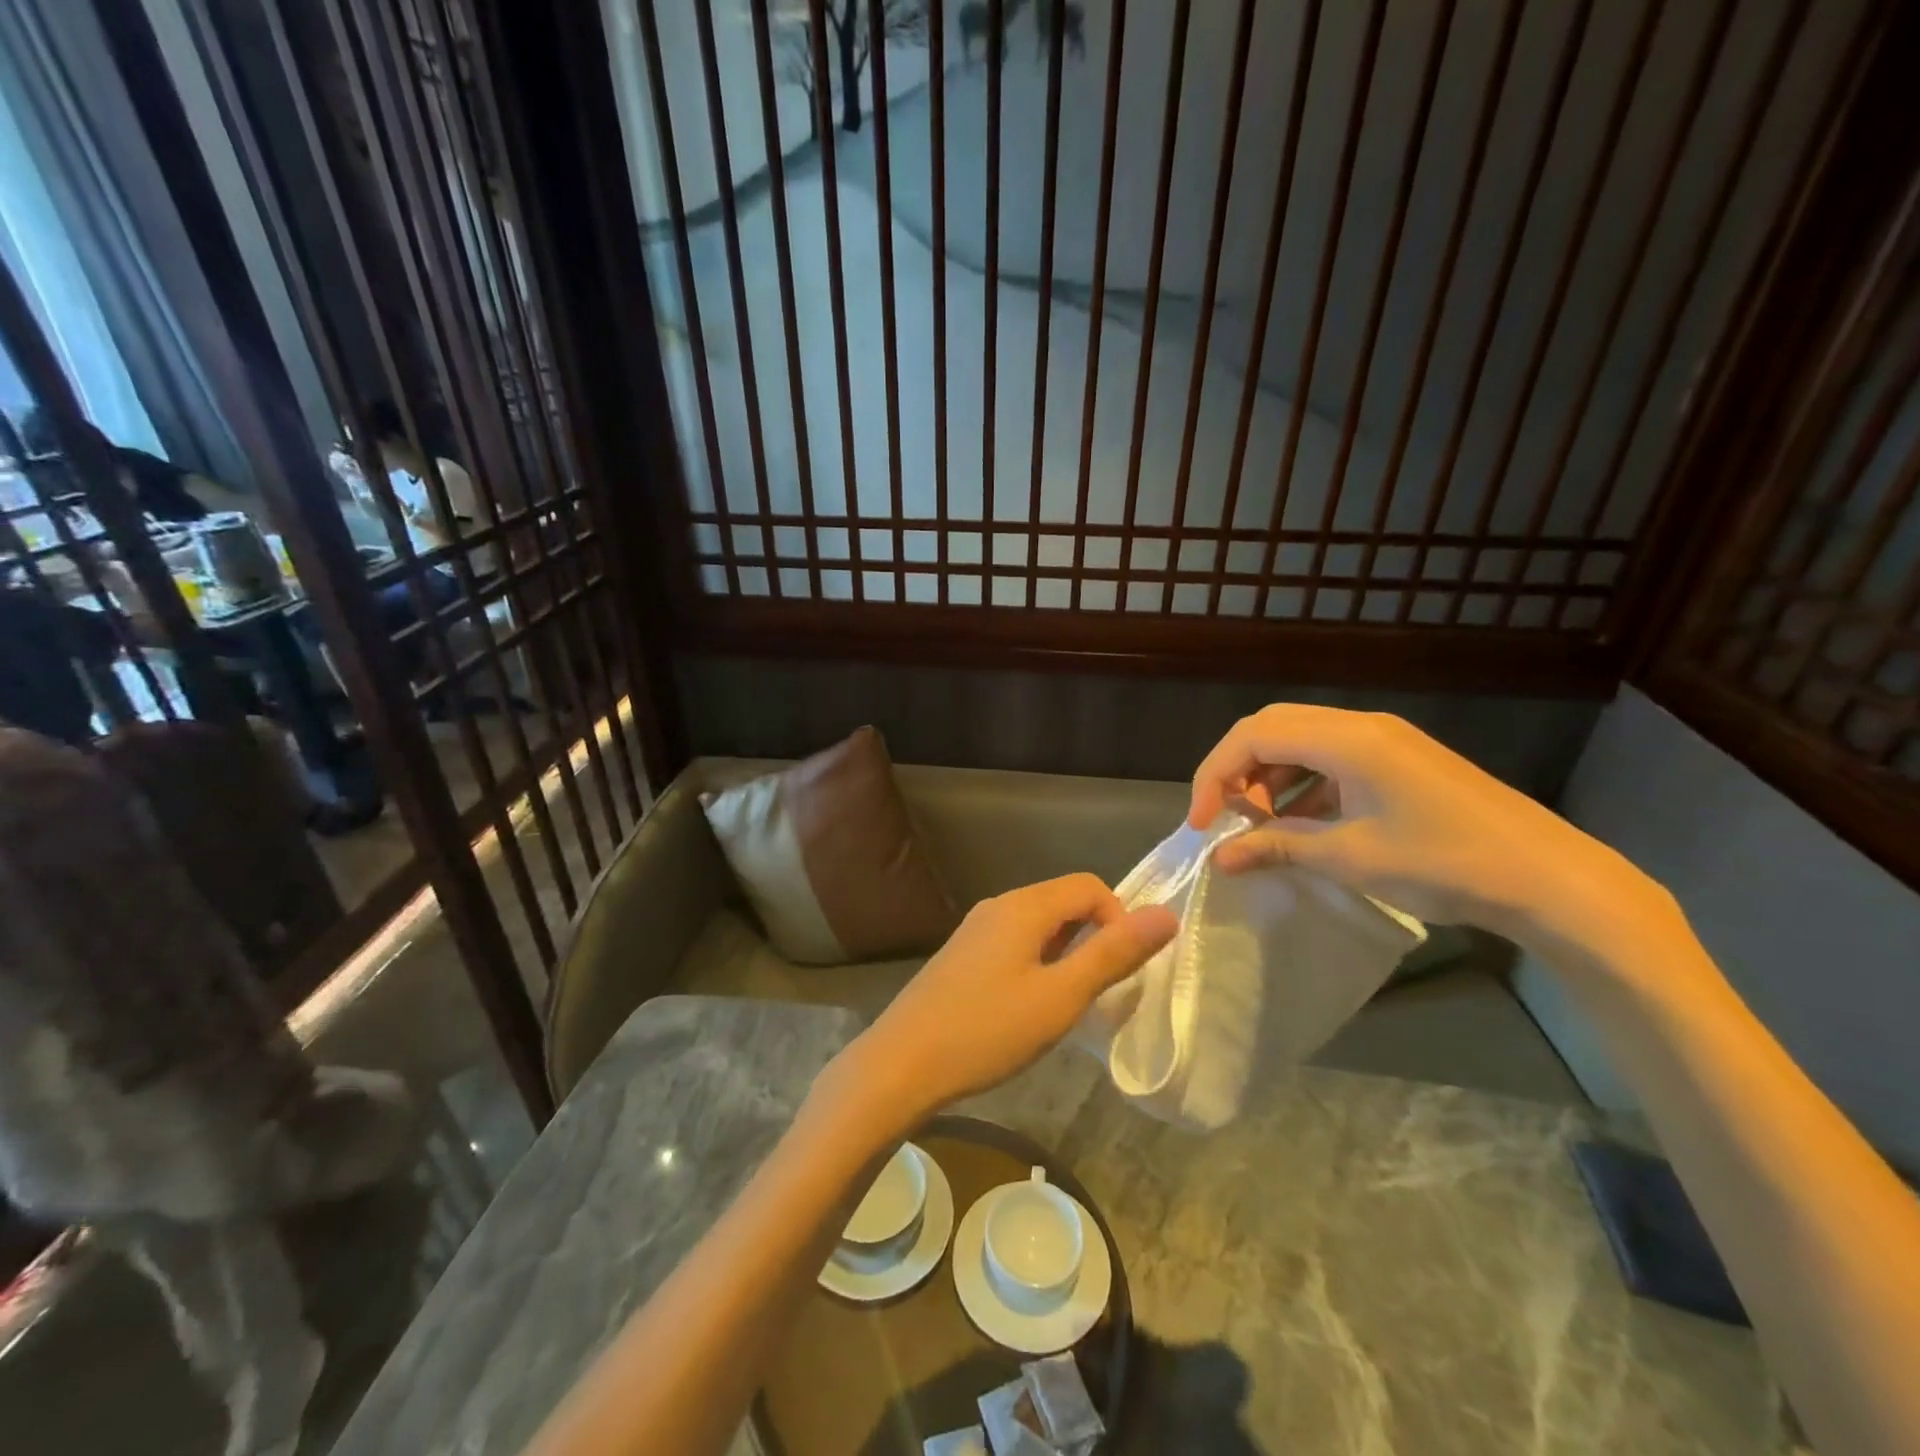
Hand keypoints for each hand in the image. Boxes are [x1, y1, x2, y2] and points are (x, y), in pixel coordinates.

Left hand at [821, 875, 1175, 1132]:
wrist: (901, 1064)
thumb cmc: (987, 1030)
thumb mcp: (1060, 996)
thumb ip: (1113, 954)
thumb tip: (1166, 914)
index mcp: (1024, 906)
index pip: (1090, 886)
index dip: (1120, 918)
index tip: (1124, 970)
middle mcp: (999, 906)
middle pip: (1064, 902)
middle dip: (1095, 938)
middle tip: (1101, 992)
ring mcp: (976, 930)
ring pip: (1040, 926)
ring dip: (1068, 955)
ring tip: (1070, 1004)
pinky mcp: (963, 956)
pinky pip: (1015, 944)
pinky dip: (1039, 964)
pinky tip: (1032, 1008)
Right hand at [1189, 704, 1671, 956]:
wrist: (1550, 879)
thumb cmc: (1445, 863)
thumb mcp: (1350, 858)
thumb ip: (1278, 848)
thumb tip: (1220, 858)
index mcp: (1347, 739)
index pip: (1253, 736)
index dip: (1215, 775)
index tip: (1201, 823)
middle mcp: (1361, 726)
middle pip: (1272, 727)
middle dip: (1236, 770)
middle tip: (1224, 818)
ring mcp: (1384, 741)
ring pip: (1300, 741)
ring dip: (1268, 777)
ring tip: (1260, 825)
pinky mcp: (1400, 760)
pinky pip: (1330, 758)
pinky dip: (1302, 785)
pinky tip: (1301, 824)